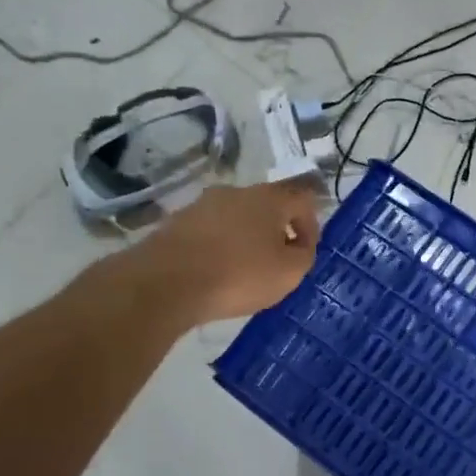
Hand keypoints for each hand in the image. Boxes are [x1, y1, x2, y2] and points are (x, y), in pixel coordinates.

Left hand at [124, 179, 324, 325]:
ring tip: (243, 270)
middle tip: (276, 262)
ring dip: (246, 238)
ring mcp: (202, 204)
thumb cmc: (238, 275)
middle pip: (268, 207)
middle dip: (276, 232)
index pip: (303, 199)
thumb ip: (304, 255)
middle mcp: (236, 192)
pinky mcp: (176, 222)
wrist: (164, 283)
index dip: (311, 226)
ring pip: (236, 218)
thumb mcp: (289, 273)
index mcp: (269, 198)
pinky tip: (215, 272)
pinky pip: (210, 231)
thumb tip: (298, 245)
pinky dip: (219, 247)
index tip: (304, 252)